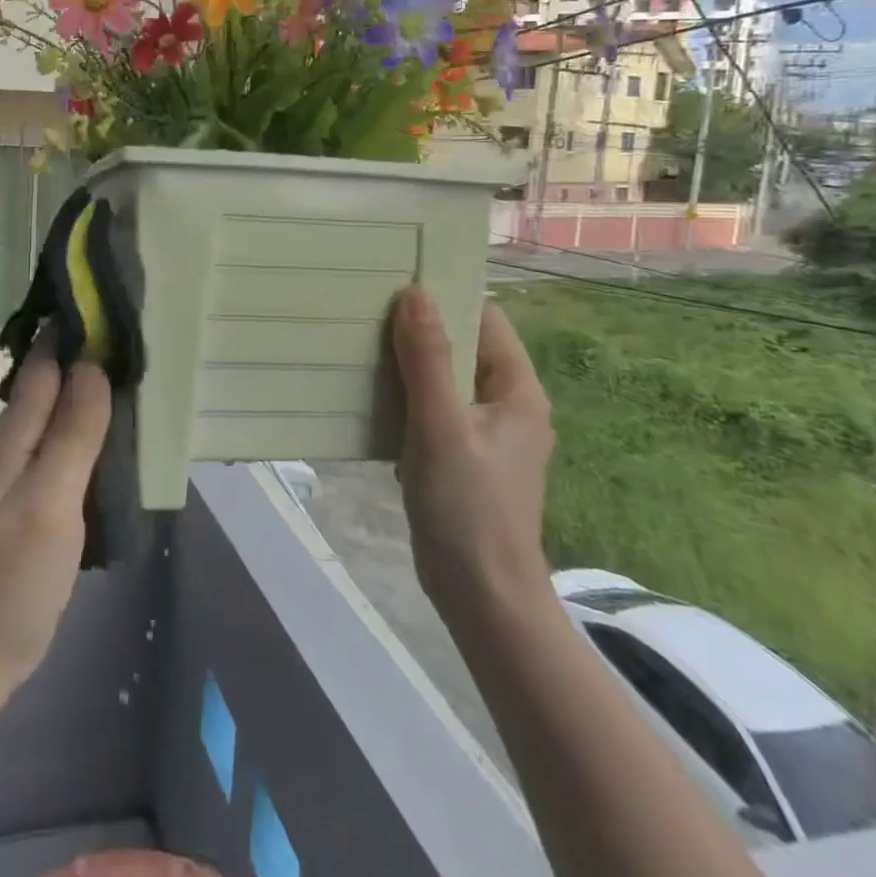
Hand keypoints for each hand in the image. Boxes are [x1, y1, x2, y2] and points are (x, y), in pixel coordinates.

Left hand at [0, 333, 111, 702]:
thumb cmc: (10, 577)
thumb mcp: (47, 501)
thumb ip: (72, 434)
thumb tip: (95, 363)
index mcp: (16, 432)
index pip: (45, 359)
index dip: (74, 325)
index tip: (116, 295)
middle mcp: (22, 441)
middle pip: (58, 380)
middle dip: (93, 349)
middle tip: (146, 326)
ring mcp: (33, 472)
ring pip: (70, 411)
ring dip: (99, 387)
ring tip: (148, 366)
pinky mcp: (47, 498)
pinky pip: (77, 445)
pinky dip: (101, 426)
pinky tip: (130, 427)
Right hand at [393, 286, 555, 624]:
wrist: (481, 597)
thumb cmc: (468, 507)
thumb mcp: (442, 426)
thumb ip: (427, 359)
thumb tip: (415, 292)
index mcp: (516, 390)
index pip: (485, 319)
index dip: (446, 296)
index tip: (397, 280)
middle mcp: (505, 404)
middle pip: (461, 346)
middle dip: (418, 328)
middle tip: (366, 307)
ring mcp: (482, 432)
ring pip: (442, 378)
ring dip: (406, 362)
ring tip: (359, 340)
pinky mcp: (460, 455)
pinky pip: (431, 408)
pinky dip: (404, 396)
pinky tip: (367, 392)